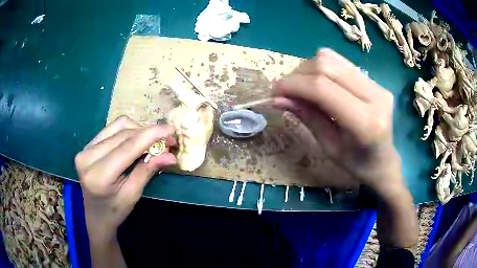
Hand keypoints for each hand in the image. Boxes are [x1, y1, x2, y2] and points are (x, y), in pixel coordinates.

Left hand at [75, 115, 176, 240]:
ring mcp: (85, 148)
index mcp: (99, 175)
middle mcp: (88, 157)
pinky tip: (136, 140)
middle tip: (167, 140)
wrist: (95, 215)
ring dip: (138, 130)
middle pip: (124, 135)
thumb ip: (148, 171)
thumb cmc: (115, 211)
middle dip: (148, 133)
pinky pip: (111, 129)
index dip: (150, 135)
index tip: (171, 129)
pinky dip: (127, 131)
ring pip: (118, 127)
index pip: (127, 147)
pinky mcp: (87, 145)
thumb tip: (171, 156)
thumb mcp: (133, 195)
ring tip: (151, 141)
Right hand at [273, 48, 401, 193]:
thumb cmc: (356, 163)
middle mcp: (375, 96)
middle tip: (285, 91)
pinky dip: (322, 68)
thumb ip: (307, 117)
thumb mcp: (329, 147)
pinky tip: (318, 82)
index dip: (294, 85)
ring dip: (308, 69)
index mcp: (365, 122)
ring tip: (301, 87)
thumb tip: (278, 98)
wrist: (383, 161)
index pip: (323, 88)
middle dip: (298, 74)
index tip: (275, 91)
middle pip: (326, 66)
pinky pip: (341, 62)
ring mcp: (377, 85)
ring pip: (332, 59)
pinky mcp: (375, 80)